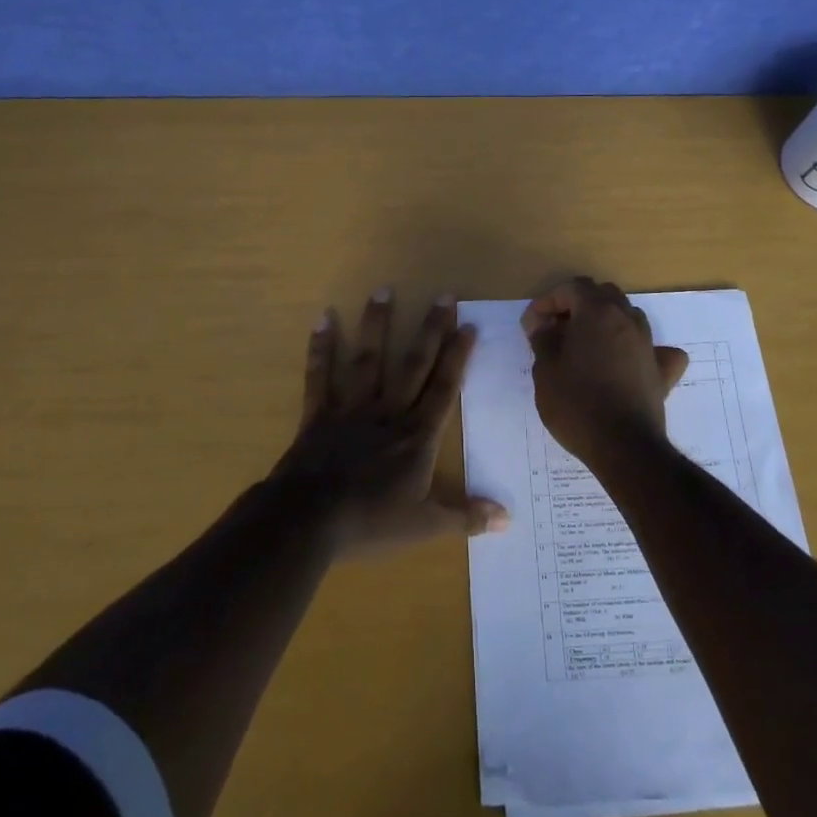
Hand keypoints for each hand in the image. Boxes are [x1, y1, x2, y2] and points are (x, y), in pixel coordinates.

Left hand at [273, 289, 508, 556]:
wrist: (309, 521)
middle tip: (443, 295)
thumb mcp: (425, 526)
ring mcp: (351, 408)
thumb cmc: (370, 521)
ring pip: (369, 359)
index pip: (444, 388)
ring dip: (377, 324)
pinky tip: (323, 317)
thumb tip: (508, 519)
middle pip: (414, 364)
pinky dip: (321, 347)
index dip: (457, 356)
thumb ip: (465, 516)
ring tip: (383, 290)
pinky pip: (320, 375)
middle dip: (431, 329)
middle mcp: (388, 412)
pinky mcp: (319, 413)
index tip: (468, 325)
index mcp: (416, 435)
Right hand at [522, 277, 688, 467]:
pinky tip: (630, 362)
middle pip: (602, 295)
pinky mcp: (662, 370)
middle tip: (556, 331)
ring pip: (627, 317)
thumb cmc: (577, 403)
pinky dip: (639, 349)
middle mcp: (627, 319)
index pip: (571, 288)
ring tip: (585, 347)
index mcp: (597, 311)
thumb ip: (543, 338)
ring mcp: (649, 344)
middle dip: (577, 306)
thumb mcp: (545, 369)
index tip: (532, 325)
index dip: (548, 301)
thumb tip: (542, 322)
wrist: (624, 446)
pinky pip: (654, 349)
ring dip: (605, 323)